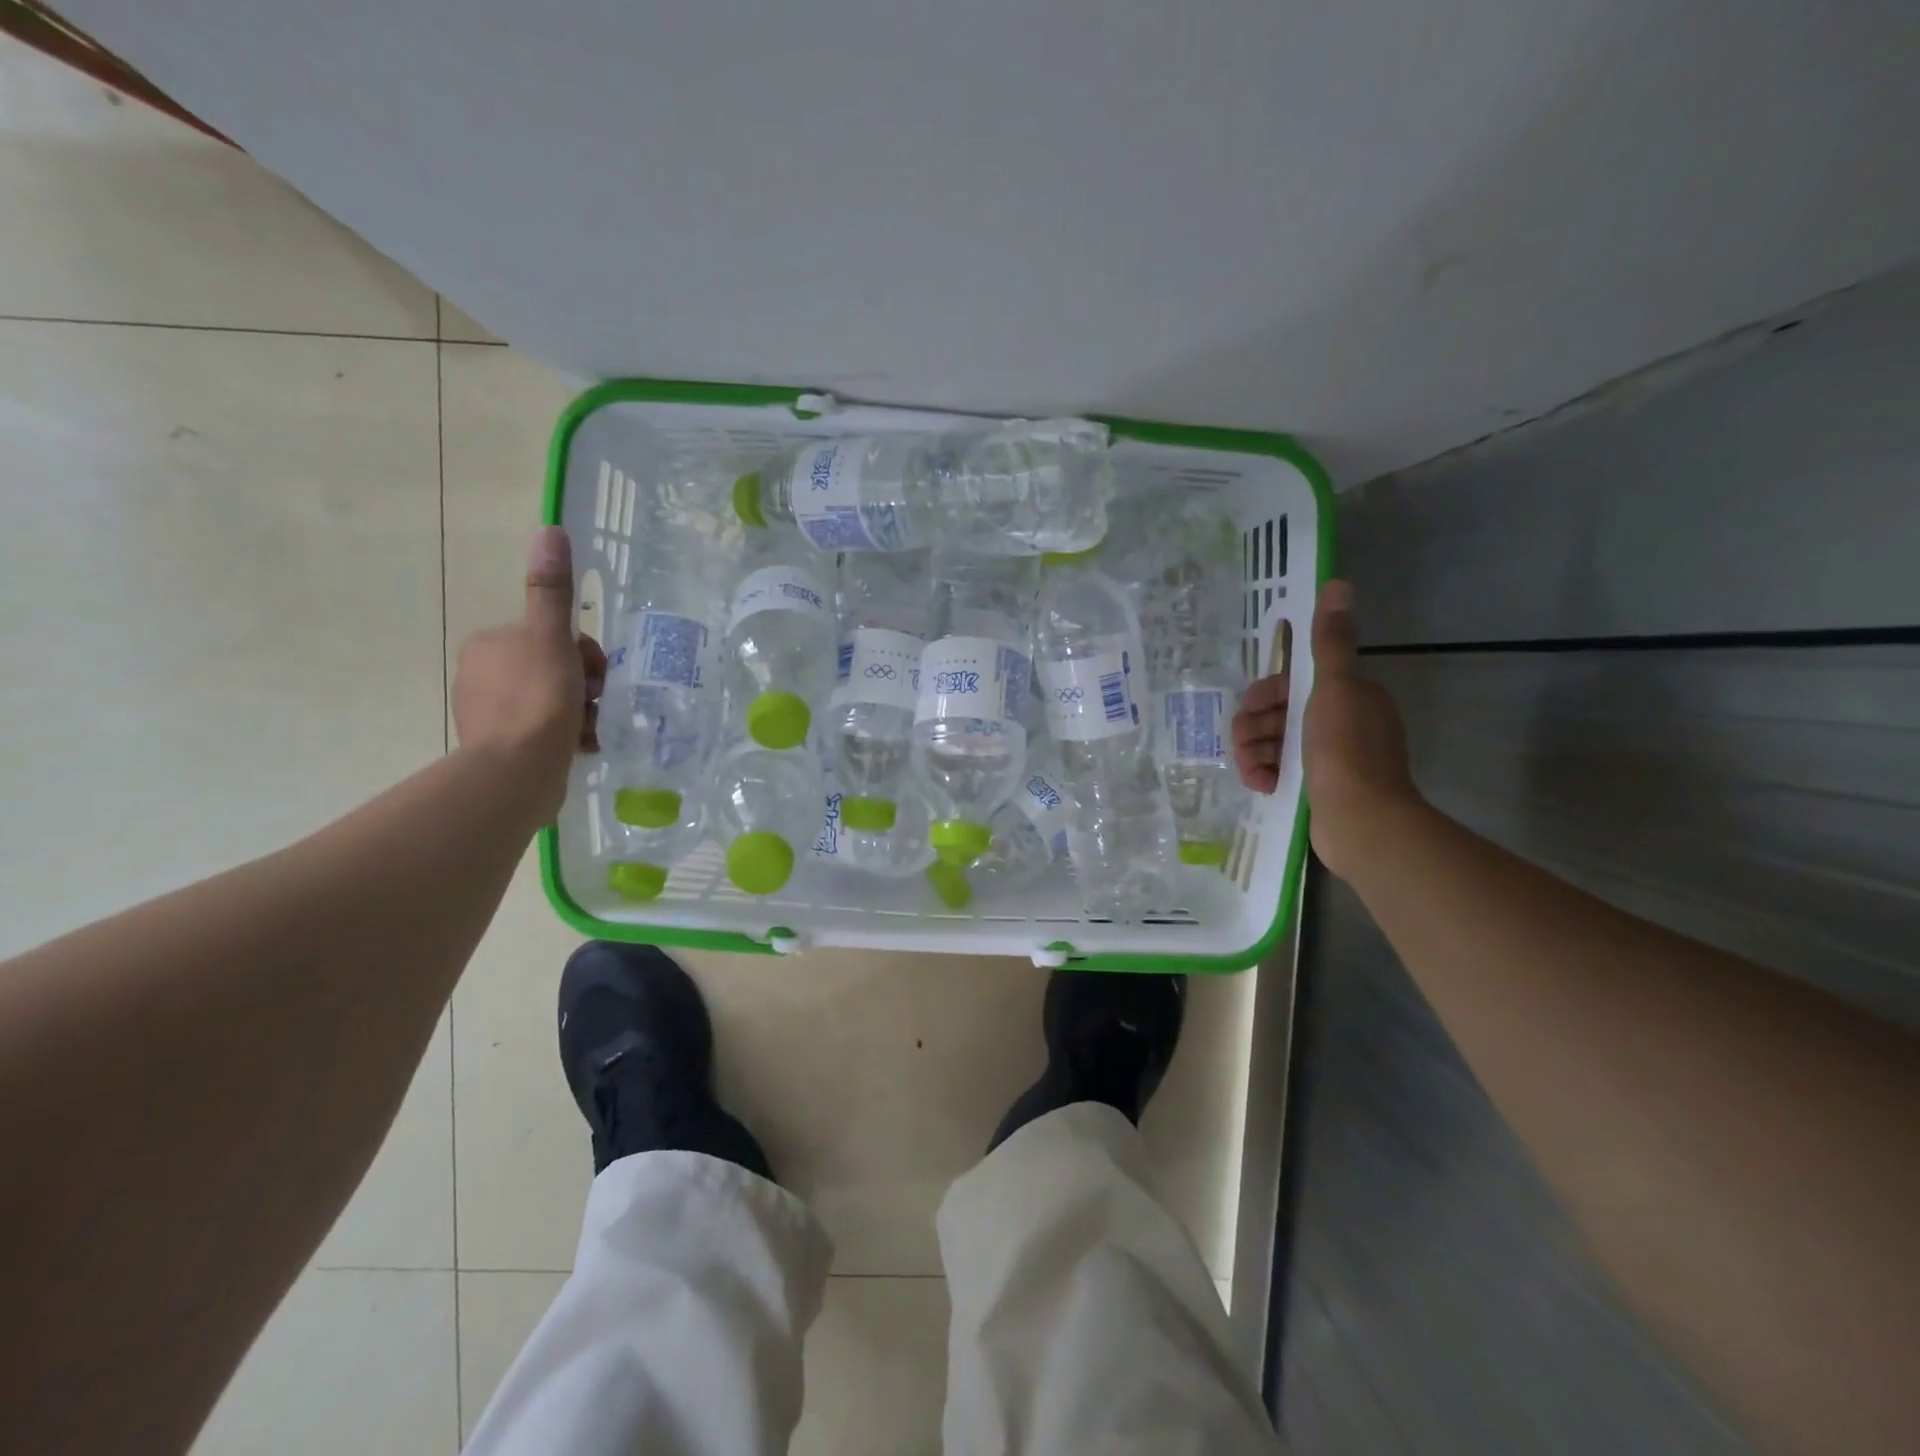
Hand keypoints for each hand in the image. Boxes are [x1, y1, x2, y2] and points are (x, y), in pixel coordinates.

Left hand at [451, 527, 605, 822]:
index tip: (596, 675)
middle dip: (585, 686)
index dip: (584, 653)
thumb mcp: (553, 640)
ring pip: (554, 701)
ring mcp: (490, 713)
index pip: (553, 636)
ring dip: (582, 712)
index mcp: (492, 645)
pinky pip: (545, 731)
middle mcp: (484, 674)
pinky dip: (568, 735)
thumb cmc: (538, 701)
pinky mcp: (501, 747)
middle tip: (596, 703)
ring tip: (591, 729)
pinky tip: (582, 746)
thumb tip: (550, 529)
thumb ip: (552, 590)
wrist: (516, 773)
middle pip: (556, 668)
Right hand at [1232, 579, 1419, 878]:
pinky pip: (1281, 771)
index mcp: (1348, 696)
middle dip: (1255, 727)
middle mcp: (1342, 723)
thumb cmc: (1344, 749)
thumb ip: (1330, 641)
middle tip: (1245, 745)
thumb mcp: (1334, 687)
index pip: (1294, 683)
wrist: (1361, 821)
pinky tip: (1262, 785)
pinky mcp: (1319, 789)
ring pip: (1275, 744)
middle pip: (1279, 714)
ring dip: (1254, 753)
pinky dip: (1266, 774)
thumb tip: (1338, 583)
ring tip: (1253, 772)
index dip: (1267, 694)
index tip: (1253, 707)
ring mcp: (1330, 759)